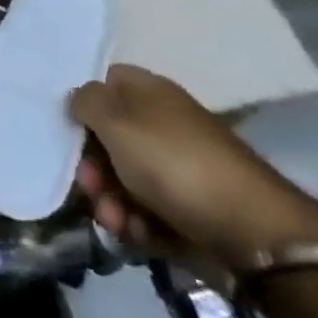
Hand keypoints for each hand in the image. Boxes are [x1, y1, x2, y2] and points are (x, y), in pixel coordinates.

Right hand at [70, 65, 317, 268]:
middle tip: (90, 189)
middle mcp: (162, 123)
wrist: (250, 232)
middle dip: (92, 167)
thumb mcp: (118, 122)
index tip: (67, 130)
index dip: (83, 104)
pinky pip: (146, 209)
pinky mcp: (187, 207)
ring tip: (115, 222)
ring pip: (124, 178)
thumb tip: (77, 97)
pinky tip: (137, 235)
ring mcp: (177, 167)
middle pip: (109, 138)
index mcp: (149, 92)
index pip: (105, 83)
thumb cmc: (174, 163)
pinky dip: (136, 222)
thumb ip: (86, 102)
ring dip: (110, 201)